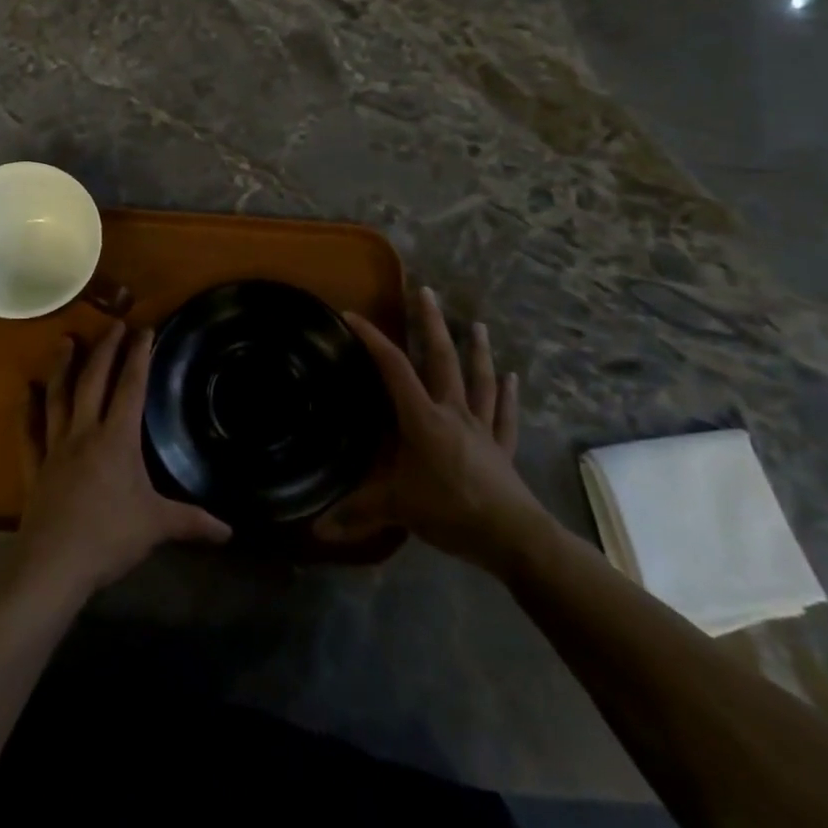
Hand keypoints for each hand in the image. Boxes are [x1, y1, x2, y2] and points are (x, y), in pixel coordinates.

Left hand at [14, 322, 230, 600]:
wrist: (53, 563)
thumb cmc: (109, 537)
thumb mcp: (157, 526)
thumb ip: (192, 522)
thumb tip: (229, 531)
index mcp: (117, 439)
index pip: (131, 386)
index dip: (139, 356)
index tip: (144, 329)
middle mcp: (85, 432)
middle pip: (94, 381)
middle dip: (105, 350)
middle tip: (113, 324)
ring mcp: (55, 448)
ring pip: (58, 397)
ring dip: (62, 367)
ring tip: (66, 341)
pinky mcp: (34, 468)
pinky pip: (29, 432)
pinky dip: (26, 410)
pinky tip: (25, 392)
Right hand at [316, 287, 553, 573]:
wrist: (512, 536)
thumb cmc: (450, 510)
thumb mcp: (396, 508)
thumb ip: (356, 513)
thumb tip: (314, 529)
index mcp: (422, 417)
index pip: (393, 368)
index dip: (372, 339)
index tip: (352, 315)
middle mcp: (452, 411)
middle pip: (441, 359)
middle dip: (430, 323)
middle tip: (425, 291)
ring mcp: (481, 428)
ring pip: (478, 380)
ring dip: (477, 350)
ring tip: (477, 324)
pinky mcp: (501, 448)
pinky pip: (504, 415)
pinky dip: (507, 396)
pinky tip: (512, 378)